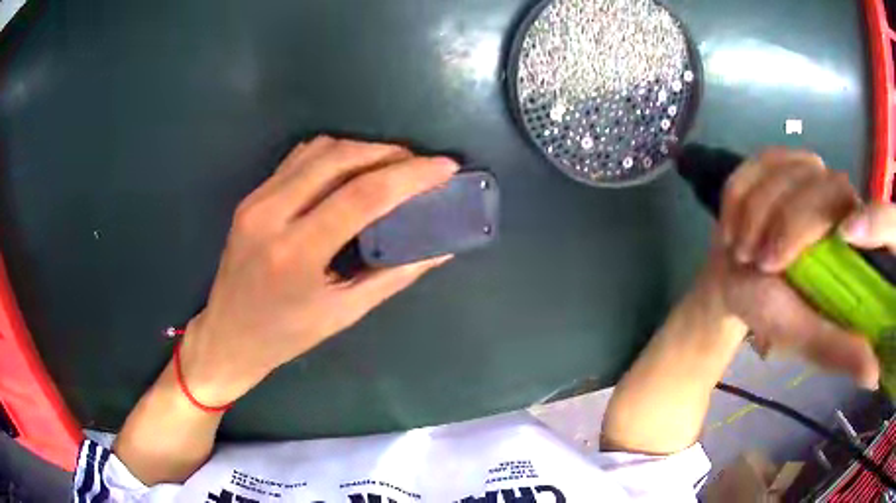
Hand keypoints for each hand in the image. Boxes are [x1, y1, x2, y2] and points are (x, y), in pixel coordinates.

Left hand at [179, 136, 457, 405]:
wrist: (228, 334)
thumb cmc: (286, 335)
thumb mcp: (344, 313)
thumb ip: (395, 276)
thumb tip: (440, 248)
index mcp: (297, 253)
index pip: (363, 196)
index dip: (411, 175)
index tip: (445, 168)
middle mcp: (272, 214)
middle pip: (341, 158)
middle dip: (389, 153)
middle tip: (420, 165)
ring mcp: (257, 200)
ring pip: (319, 149)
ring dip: (363, 149)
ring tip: (391, 165)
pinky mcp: (252, 196)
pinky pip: (299, 158)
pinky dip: (334, 154)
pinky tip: (352, 169)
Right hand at [713, 147, 879, 387]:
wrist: (732, 283)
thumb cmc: (771, 311)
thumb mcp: (807, 336)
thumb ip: (839, 349)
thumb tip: (874, 376)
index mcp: (854, 234)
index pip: (861, 210)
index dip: (858, 217)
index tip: (840, 239)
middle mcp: (836, 193)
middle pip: (822, 186)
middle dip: (788, 225)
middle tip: (760, 262)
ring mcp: (804, 169)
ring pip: (785, 172)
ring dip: (757, 212)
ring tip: (742, 250)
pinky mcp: (775, 158)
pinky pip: (757, 163)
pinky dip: (740, 194)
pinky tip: (734, 223)